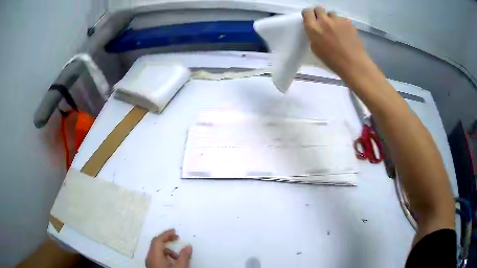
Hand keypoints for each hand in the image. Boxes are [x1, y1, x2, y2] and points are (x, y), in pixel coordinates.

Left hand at [146, 229, 192, 267]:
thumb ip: (184, 256)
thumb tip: (188, 246)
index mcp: (154, 255)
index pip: (158, 240)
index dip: (166, 234)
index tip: (175, 231)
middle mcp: (150, 257)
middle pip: (156, 244)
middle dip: (166, 239)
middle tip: (177, 238)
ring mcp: (150, 262)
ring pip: (157, 251)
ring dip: (167, 249)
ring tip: (177, 256)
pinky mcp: (152, 267)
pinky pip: (157, 257)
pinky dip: (165, 256)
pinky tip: (173, 262)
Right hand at [302, 7, 372, 78]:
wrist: (353, 63)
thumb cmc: (333, 61)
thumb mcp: (316, 49)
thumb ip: (313, 35)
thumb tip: (316, 29)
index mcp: (313, 28)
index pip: (307, 12)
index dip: (308, 14)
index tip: (311, 18)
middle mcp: (324, 20)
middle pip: (319, 9)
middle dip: (319, 13)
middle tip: (323, 22)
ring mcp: (337, 20)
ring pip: (332, 13)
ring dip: (332, 19)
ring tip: (336, 29)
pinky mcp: (348, 22)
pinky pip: (342, 19)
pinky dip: (342, 24)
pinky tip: (346, 33)